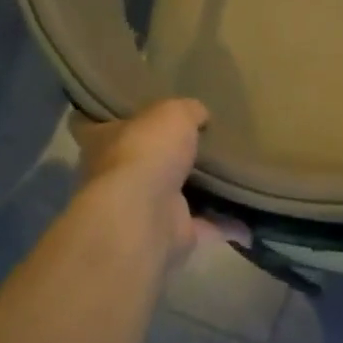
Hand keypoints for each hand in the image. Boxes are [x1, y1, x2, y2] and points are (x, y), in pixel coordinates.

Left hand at [70, 99, 241, 269]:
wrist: (145, 215)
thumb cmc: (146, 153)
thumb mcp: (172, 113)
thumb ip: (187, 111)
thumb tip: (199, 115)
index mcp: (102, 142)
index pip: (91, 125)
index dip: (108, 116)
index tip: (130, 108)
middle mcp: (115, 177)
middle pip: (140, 161)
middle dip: (165, 155)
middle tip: (201, 139)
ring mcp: (142, 210)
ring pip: (174, 196)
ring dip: (201, 192)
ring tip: (233, 173)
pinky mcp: (171, 235)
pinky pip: (206, 225)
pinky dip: (227, 223)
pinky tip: (251, 212)